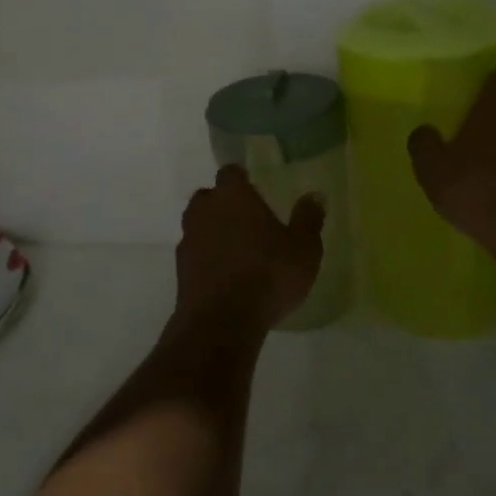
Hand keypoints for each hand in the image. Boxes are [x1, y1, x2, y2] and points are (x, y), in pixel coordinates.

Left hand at [175, 166, 324, 331]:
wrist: (221, 322)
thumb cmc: (267, 275)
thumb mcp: (303, 249)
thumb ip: (308, 219)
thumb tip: (315, 196)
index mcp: (233, 195)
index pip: (230, 172)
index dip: (241, 178)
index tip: (254, 187)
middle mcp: (205, 210)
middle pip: (209, 197)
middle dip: (224, 204)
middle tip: (247, 219)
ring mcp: (188, 239)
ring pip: (198, 225)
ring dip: (213, 232)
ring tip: (237, 249)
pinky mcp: (180, 270)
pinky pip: (195, 254)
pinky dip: (206, 258)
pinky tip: (225, 275)